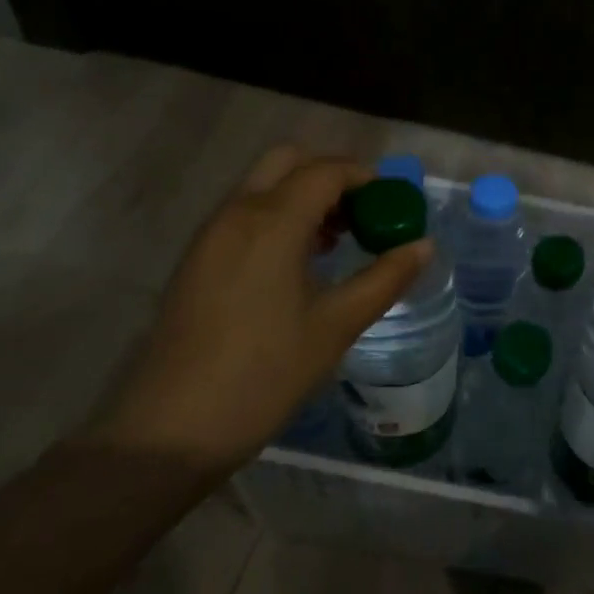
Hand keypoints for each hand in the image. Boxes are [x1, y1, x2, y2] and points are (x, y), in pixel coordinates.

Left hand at [87, 145, 431, 474]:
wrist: (169, 432)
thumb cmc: (264, 374)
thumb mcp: (336, 326)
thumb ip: (385, 278)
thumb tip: (424, 245)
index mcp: (272, 221)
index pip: (326, 171)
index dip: (365, 177)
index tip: (392, 204)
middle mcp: (237, 213)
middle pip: (288, 160)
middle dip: (330, 175)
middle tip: (360, 215)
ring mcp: (210, 235)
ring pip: (263, 185)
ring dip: (302, 195)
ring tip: (334, 243)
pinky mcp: (197, 259)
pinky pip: (244, 212)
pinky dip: (277, 215)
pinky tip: (295, 265)